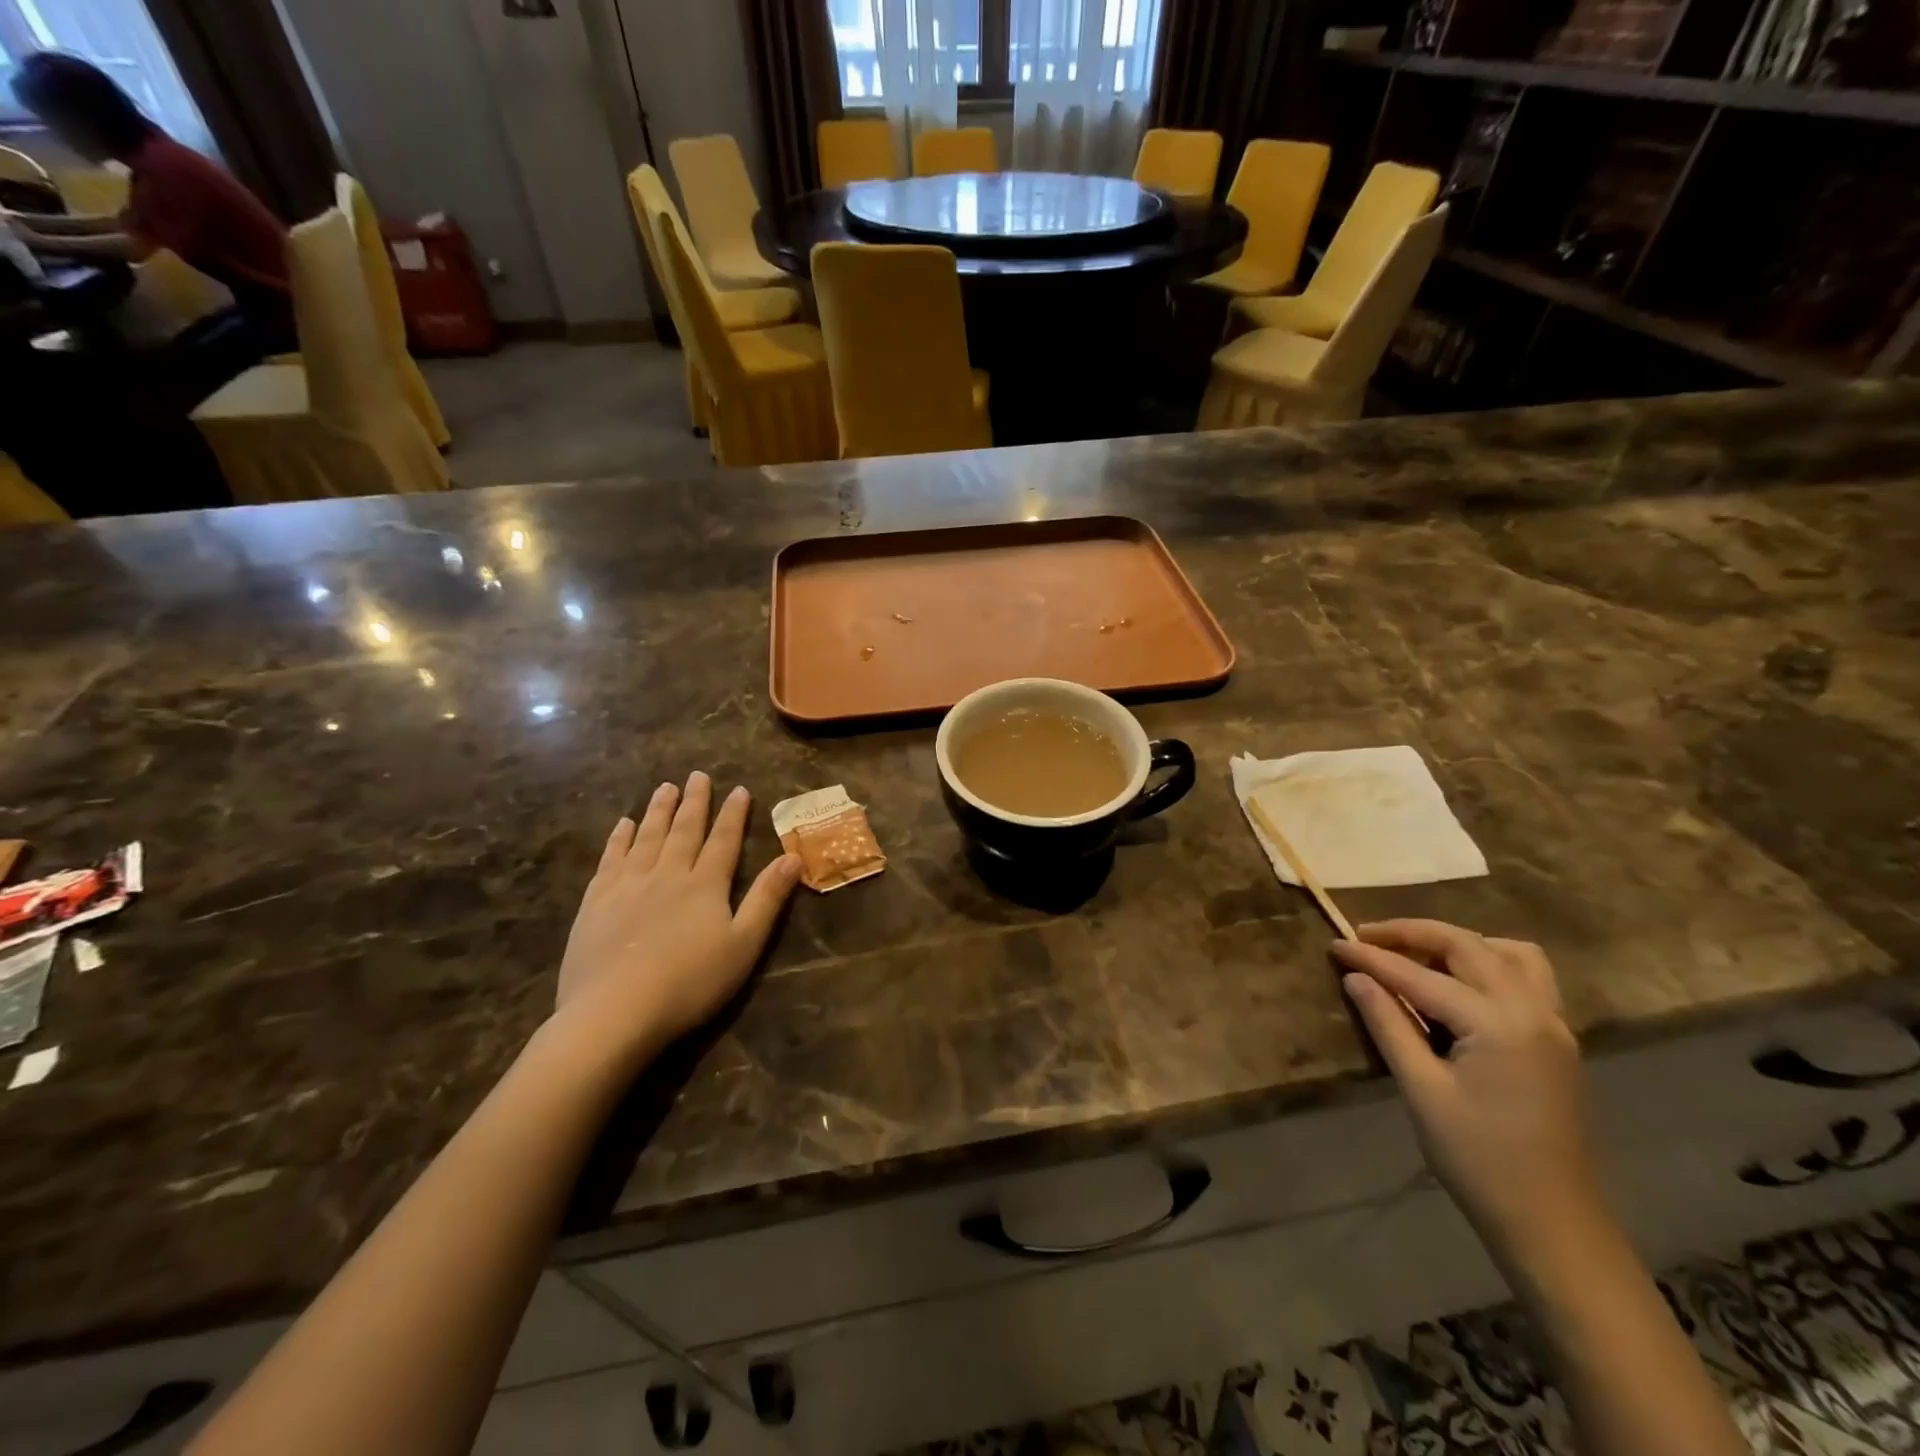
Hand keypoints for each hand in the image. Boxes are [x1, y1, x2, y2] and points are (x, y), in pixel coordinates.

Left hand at [556, 772, 801, 1054]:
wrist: (614, 1013)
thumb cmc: (690, 983)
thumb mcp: (743, 944)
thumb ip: (767, 899)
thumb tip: (792, 857)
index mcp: (705, 885)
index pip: (724, 840)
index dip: (733, 814)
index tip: (739, 789)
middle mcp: (667, 874)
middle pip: (684, 830)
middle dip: (694, 802)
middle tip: (697, 775)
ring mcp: (627, 886)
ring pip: (646, 837)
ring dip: (658, 811)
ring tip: (664, 787)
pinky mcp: (596, 903)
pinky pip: (610, 859)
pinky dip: (618, 838)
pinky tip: (622, 825)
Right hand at [1333, 921, 1598, 1253]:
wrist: (1551, 1222)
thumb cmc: (1477, 1158)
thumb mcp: (1421, 1089)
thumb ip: (1388, 1024)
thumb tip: (1356, 977)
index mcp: (1497, 1024)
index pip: (1420, 975)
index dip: (1372, 957)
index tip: (1334, 943)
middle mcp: (1532, 1010)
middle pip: (1467, 945)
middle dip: (1412, 933)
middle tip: (1366, 936)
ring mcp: (1553, 1024)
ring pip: (1508, 952)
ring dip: (1459, 942)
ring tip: (1418, 954)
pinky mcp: (1557, 1039)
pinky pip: (1527, 976)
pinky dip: (1488, 963)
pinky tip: (1458, 984)